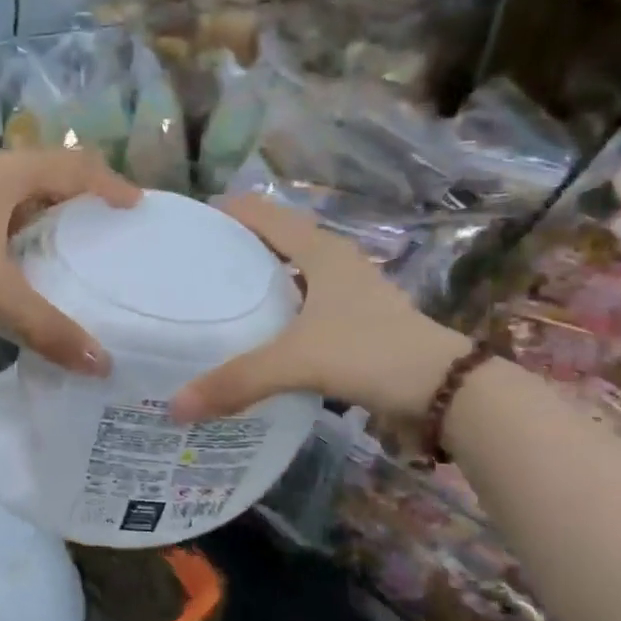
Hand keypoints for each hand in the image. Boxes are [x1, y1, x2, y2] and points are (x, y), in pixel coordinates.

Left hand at [0, 149, 140, 373]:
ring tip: (71, 237)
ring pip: (22, 185)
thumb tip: (100, 364)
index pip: (78, 167)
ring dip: (50, 204)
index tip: (136, 207)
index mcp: (13, 173)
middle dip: (84, 191)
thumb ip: (47, 327)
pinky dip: (21, 219)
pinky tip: (18, 251)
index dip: (111, 184)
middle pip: (52, 168)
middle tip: (108, 221)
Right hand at [171, 194, 469, 422]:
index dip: (223, 213)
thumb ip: (236, 381)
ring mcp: (347, 290)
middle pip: (273, 239)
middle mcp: (332, 260)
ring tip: (212, 296)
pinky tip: (254, 331)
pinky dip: (275, 308)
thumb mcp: (297, 362)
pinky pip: (301, 301)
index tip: (184, 228)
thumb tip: (176, 407)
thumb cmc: (370, 353)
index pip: (261, 213)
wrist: (444, 389)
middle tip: (187, 266)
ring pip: (289, 271)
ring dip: (256, 278)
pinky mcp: (353, 318)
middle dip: (233, 247)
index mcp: (319, 250)